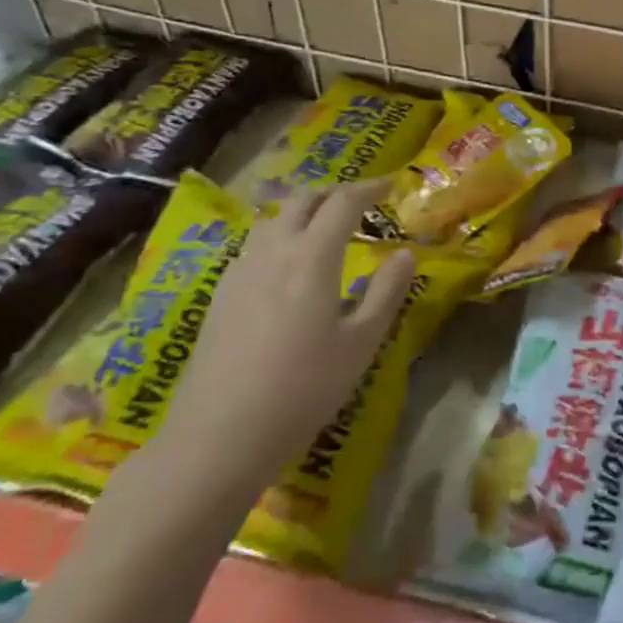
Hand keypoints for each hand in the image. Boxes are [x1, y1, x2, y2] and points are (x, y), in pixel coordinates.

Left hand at [152, 180, 415, 498]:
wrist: (218, 437)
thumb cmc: (303, 388)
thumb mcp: (361, 342)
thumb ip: (386, 291)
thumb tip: (405, 253)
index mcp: (312, 257)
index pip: (343, 202)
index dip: (370, 187)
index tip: (392, 185)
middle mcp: (273, 252)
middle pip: (303, 200)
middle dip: (335, 193)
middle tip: (362, 202)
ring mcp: (240, 272)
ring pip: (274, 220)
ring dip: (305, 211)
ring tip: (327, 227)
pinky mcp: (220, 296)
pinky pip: (255, 245)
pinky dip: (281, 235)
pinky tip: (288, 264)